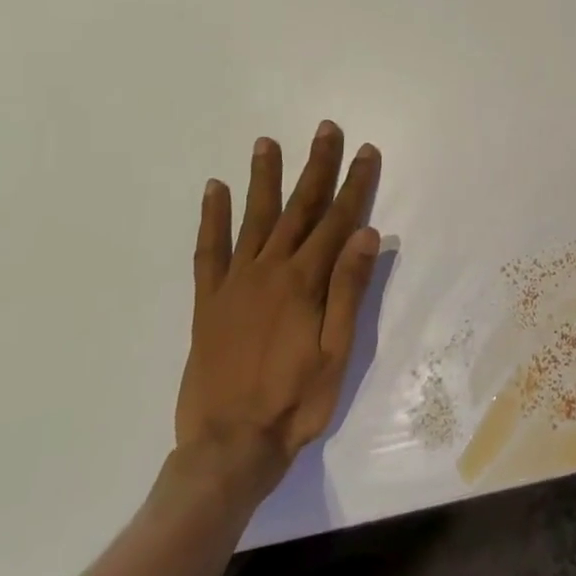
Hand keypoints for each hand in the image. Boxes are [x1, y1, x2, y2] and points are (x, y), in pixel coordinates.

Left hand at [175, 123, 381, 497]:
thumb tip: (367, 234)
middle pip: (299, 208)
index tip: (365, 150)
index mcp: (305, 282)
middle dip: (316, 167)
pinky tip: (214, 191)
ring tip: (267, 143)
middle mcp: (269, 270)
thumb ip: (349, 289)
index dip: (354, 183)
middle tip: (325, 129)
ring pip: (253, 219)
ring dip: (263, 179)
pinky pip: (208, 251)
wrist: (229, 447)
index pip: (338, 220)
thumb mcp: (337, 351)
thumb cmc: (295, 401)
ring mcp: (234, 283)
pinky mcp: (207, 302)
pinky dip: (211, 218)